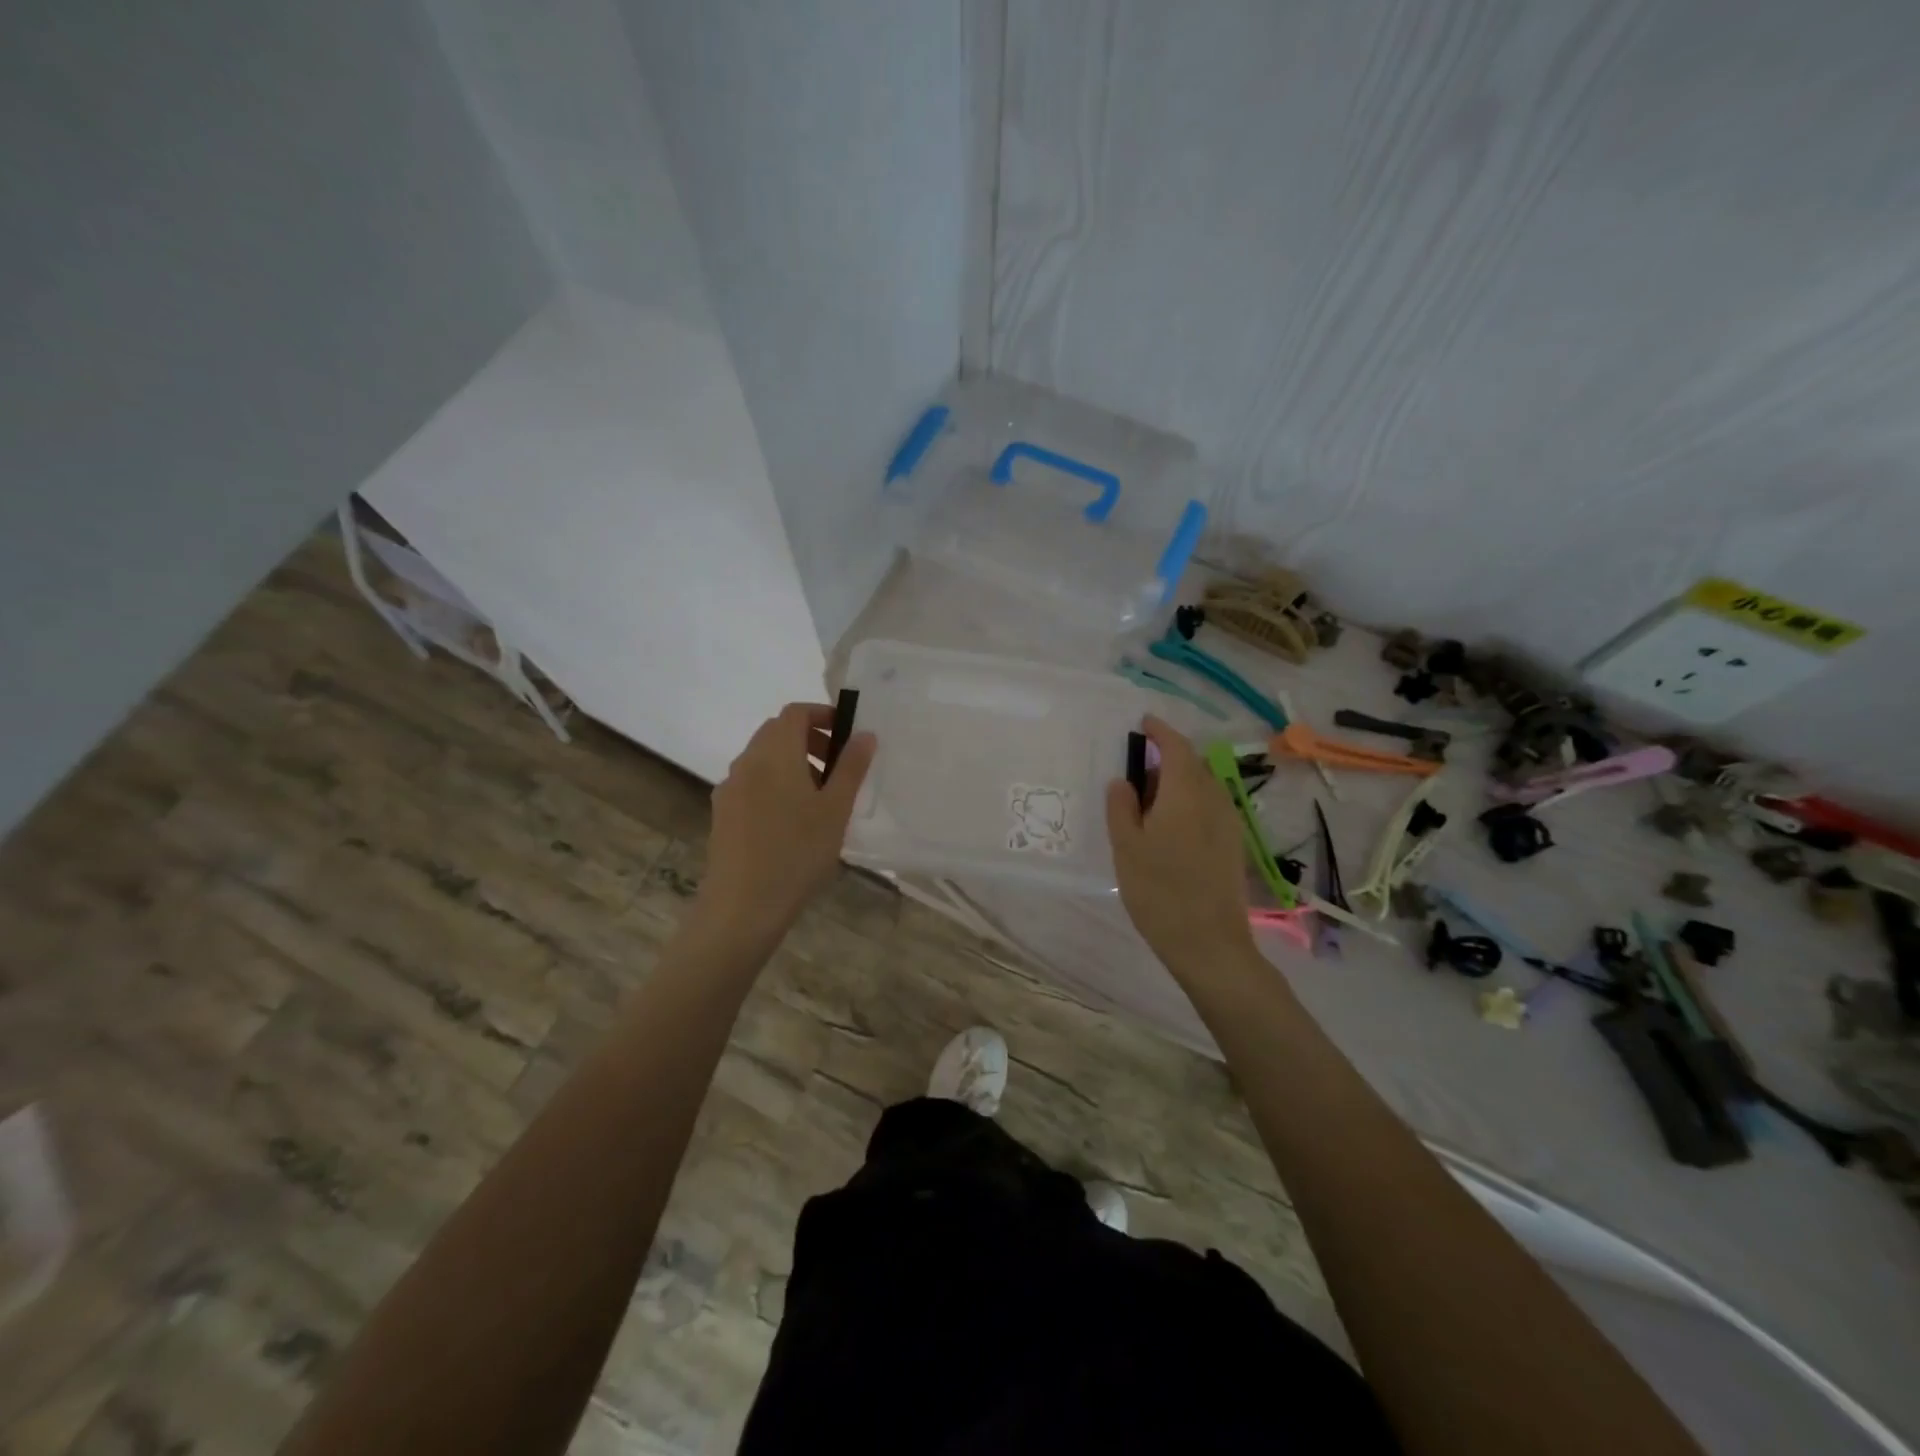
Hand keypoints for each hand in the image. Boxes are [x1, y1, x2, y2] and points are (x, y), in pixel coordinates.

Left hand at [699, 703, 875, 941]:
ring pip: (763, 758)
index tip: (848, 736)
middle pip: (777, 732)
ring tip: (819, 798)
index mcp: (775, 754)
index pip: (795, 712)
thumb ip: (851, 767)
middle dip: (810, 739)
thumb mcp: (835, 810)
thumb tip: (864, 734)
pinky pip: (752, 782)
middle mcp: (747, 762)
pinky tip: (791, 821)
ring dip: (792, 762)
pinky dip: (774, 783)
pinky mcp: (722, 813)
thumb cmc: (797, 853)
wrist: (742, 906)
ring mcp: (730, 788)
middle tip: (838, 768)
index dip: (822, 714)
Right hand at [1105, 715, 1255, 977]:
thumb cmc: (1160, 891)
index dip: (1160, 731)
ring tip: (1149, 802)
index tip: (1143, 723)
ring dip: (1178, 782)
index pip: (1177, 747)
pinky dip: (1188, 802)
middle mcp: (1214, 800)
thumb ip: (1121, 807)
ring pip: (1203, 787)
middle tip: (1137, 771)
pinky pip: (1209, 807)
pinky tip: (1170, 828)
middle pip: (1193, 765)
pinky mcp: (1233, 845)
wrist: (1209, 944)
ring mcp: (1228, 823)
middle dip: (1167, 758)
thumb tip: (1124, 780)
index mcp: (1186, 793)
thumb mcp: (1127, 847)